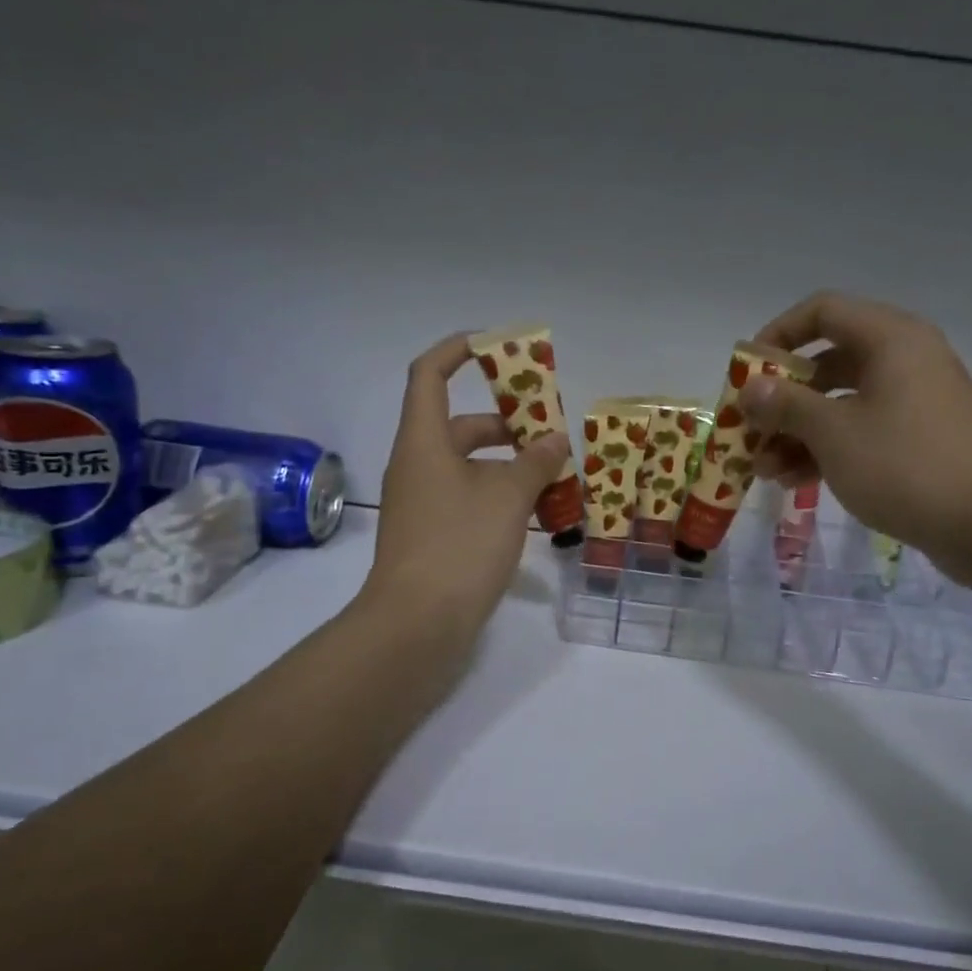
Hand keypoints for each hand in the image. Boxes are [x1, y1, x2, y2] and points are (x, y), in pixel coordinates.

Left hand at [361, 332, 570, 639]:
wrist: (416, 625)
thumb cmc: (459, 546)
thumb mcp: (508, 498)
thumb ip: (535, 462)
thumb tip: (554, 440)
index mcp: (424, 441)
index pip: (429, 374)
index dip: (458, 350)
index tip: (495, 345)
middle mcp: (417, 465)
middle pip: (459, 425)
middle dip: (505, 422)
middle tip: (549, 432)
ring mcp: (421, 502)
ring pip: (467, 465)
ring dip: (507, 463)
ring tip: (553, 476)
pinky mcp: (431, 534)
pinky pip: (466, 497)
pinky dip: (497, 494)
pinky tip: (533, 512)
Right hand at [741, 292, 971, 578]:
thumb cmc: (905, 465)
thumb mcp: (833, 433)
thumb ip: (786, 405)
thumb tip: (751, 388)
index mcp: (890, 339)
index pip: (822, 312)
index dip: (778, 335)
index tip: (748, 372)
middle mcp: (905, 360)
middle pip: (827, 363)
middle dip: (783, 399)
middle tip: (750, 430)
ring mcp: (915, 402)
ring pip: (842, 403)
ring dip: (799, 433)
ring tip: (765, 471)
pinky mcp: (920, 440)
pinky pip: (863, 431)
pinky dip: (828, 450)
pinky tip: (796, 482)